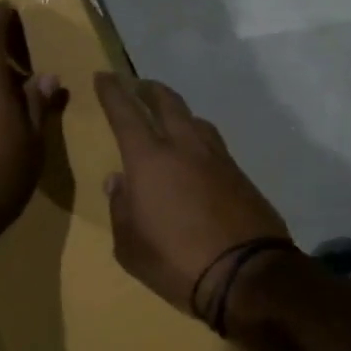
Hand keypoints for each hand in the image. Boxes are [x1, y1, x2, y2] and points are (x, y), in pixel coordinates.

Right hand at [93, 72, 290, 317]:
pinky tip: (197, 152)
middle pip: (167, 103)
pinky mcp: (240, 174)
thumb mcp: (130, 246)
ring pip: (195, 119)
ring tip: (170, 116)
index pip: (125, 114)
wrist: (246, 275)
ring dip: (178, 111)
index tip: (104, 76)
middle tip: (139, 85)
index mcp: (149, 160)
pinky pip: (214, 143)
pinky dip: (199, 136)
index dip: (113, 93)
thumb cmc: (176, 261)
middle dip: (149, 89)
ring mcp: (217, 158)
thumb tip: (118, 180)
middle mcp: (184, 147)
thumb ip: (120, 208)